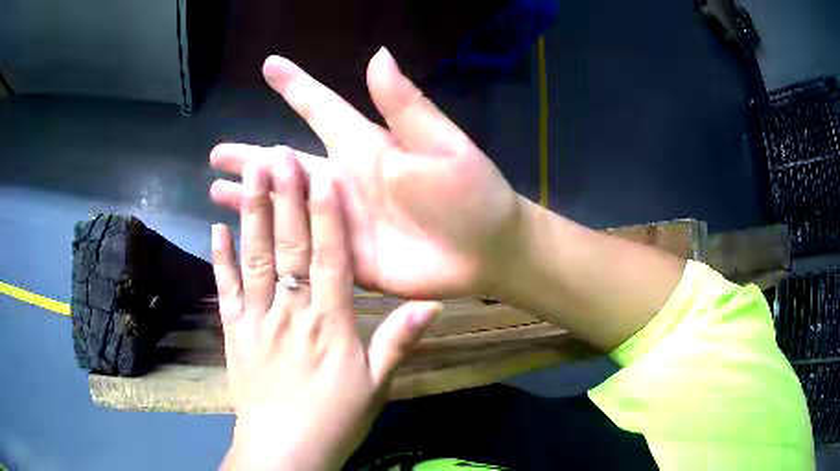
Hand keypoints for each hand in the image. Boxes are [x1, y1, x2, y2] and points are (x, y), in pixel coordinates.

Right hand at [210, 48, 522, 298]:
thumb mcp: (440, 145)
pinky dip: (273, 242)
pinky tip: (248, 239)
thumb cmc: (471, 194)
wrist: (486, 251)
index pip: (321, 108)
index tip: (269, 66)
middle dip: (251, 157)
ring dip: (251, 199)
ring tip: (216, 191)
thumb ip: (403, 104)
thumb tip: (377, 53)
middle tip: (216, 154)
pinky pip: (301, 247)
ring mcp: (340, 222)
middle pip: (285, 164)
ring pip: (284, 206)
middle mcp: (344, 181)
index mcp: (366, 147)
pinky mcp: (345, 258)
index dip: (295, 86)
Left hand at [213, 157, 440, 469]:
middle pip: (287, 247)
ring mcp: (256, 321)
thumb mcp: (377, 386)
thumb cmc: (335, 419)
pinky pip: (226, 290)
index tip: (321, 174)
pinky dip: (220, 258)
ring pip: (254, 259)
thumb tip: (432, 303)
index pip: (330, 257)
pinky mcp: (234, 333)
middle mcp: (290, 313)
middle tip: (277, 154)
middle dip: (282, 197)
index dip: (325, 213)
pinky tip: (216, 227)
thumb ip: (398, 341)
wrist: (286, 450)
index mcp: (329, 324)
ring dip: (251, 214)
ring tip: (248, 175)